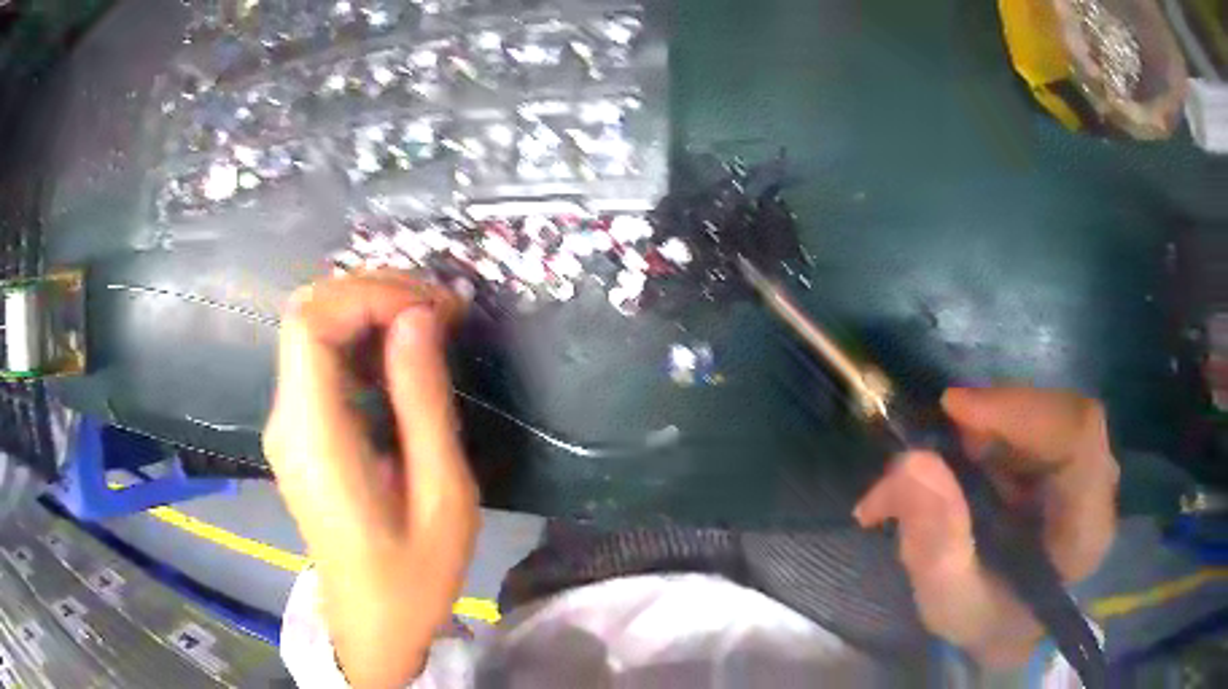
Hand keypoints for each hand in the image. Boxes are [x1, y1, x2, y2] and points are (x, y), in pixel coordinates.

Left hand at [264, 273, 478, 688]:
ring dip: (370, 313)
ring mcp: (286, 425)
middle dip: (374, 294)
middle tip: (440, 311)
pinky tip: (403, 357)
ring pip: (312, 330)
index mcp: (314, 437)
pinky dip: (361, 341)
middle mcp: (286, 420)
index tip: (432, 309)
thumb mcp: (441, 496)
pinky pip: (319, 361)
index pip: (311, 323)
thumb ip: (424, 402)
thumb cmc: (412, 577)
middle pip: (307, 314)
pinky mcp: (298, 432)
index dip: (368, 295)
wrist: (371, 624)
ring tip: (431, 326)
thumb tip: (419, 319)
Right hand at [853, 387, 1118, 666]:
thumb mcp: (949, 602)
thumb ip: (934, 544)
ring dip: (995, 423)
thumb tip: (911, 463)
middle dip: (1000, 416)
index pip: (1078, 437)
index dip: (1020, 410)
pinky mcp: (1073, 459)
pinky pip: (1040, 420)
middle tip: (943, 434)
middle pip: (1064, 415)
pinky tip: (970, 455)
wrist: (1011, 626)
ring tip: (951, 456)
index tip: (954, 410)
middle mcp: (1100, 488)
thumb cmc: (986, 620)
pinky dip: (998, 427)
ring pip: (1049, 413)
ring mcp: (1090, 468)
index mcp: (1086, 529)